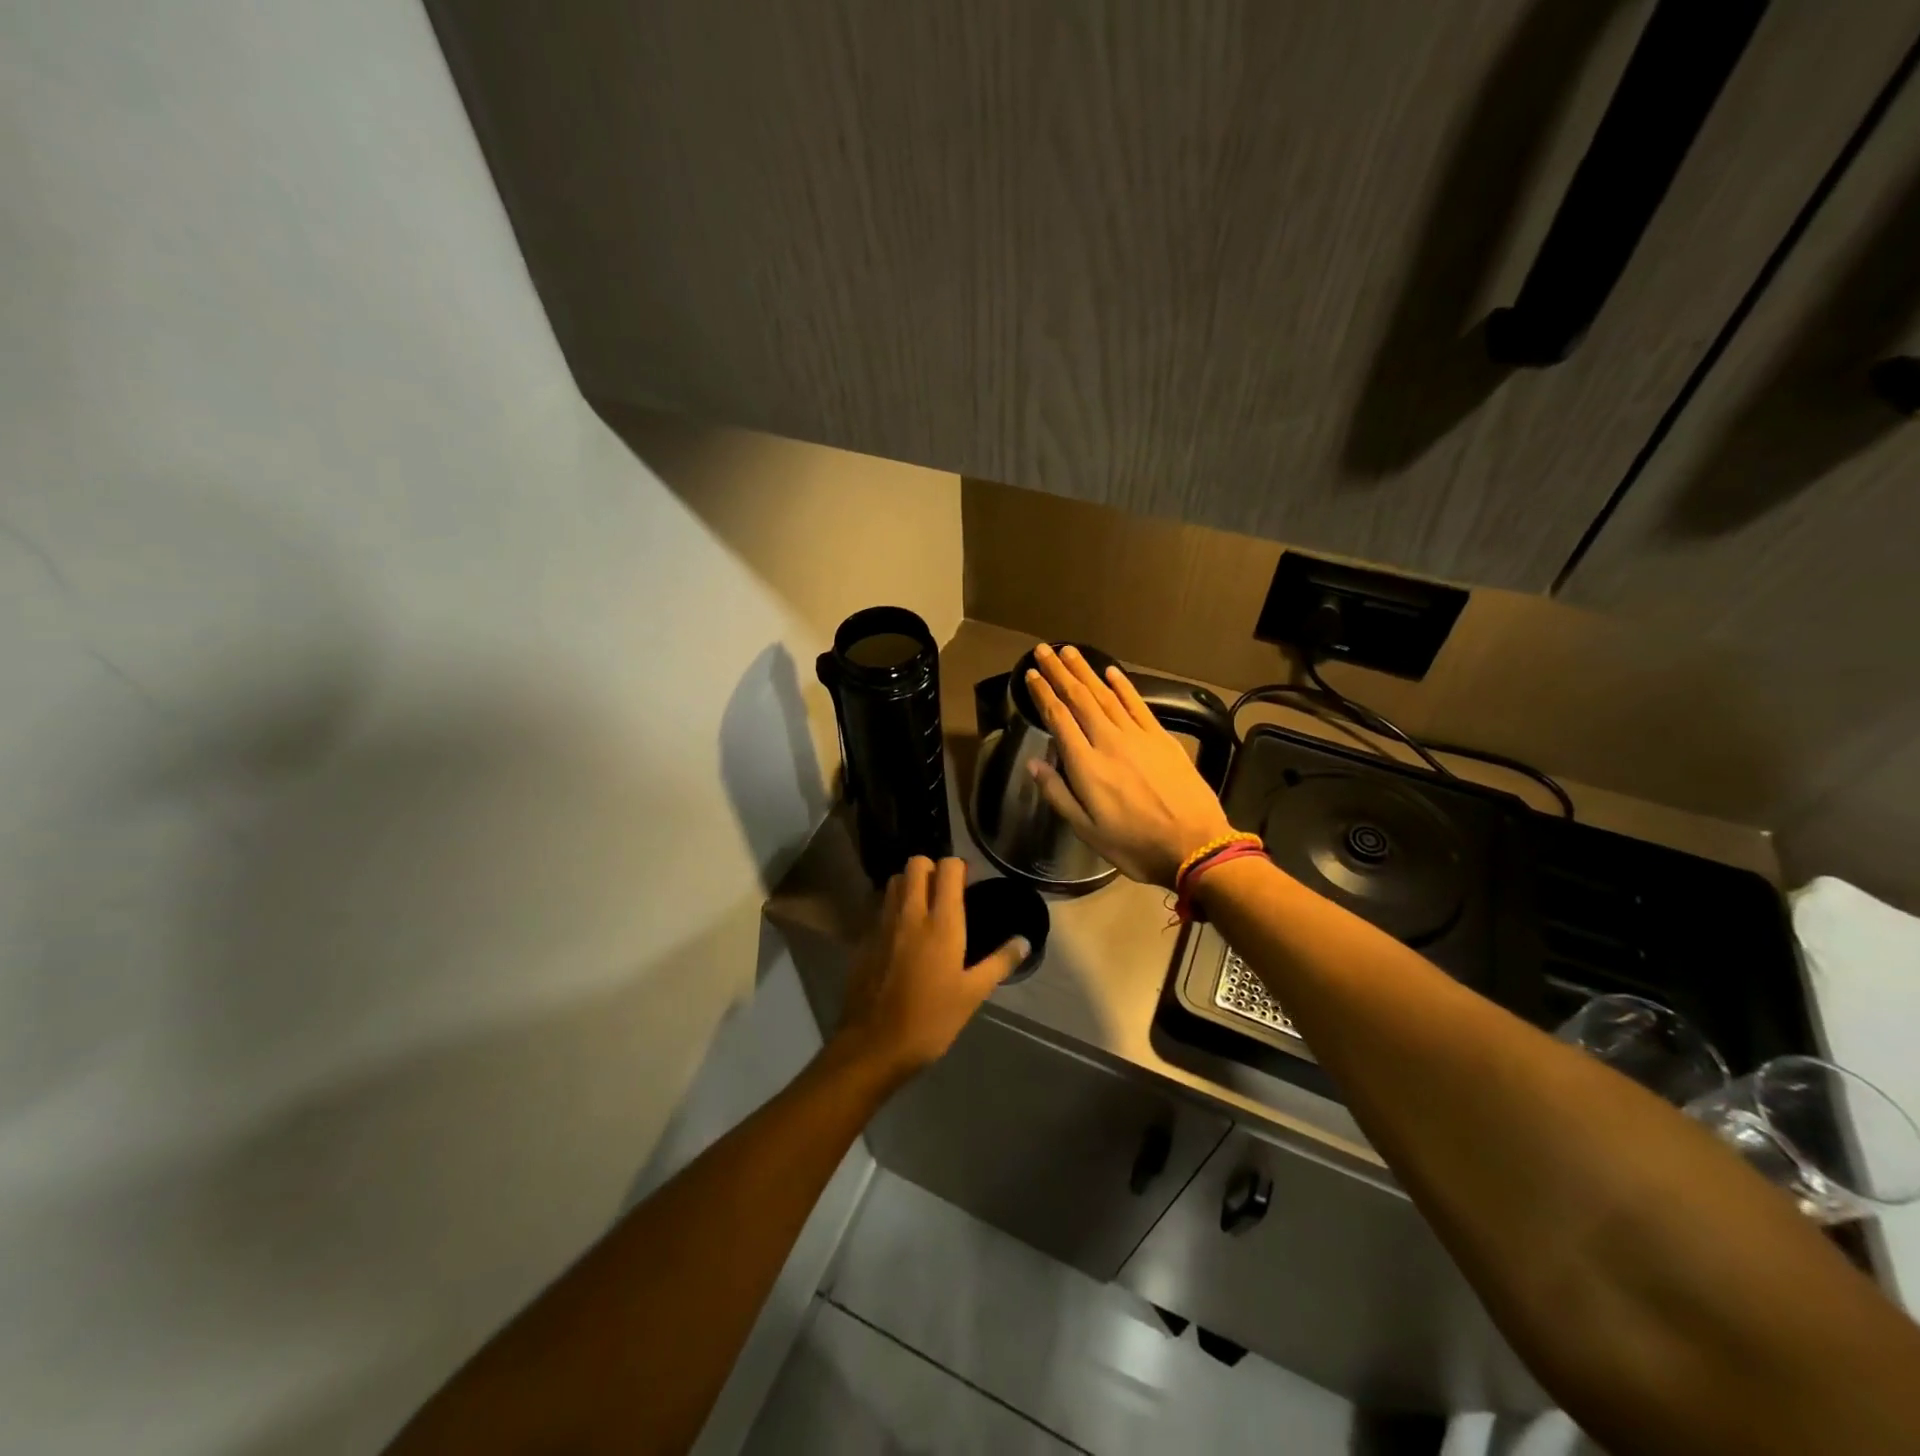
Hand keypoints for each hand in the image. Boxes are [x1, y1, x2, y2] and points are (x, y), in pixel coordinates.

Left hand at [833, 856, 1028, 1083]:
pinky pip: (880, 907)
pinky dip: (893, 908)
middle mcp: (910, 914)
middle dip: (932, 869)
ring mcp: (882, 924)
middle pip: (916, 864)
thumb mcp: (973, 995)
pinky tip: (902, 935)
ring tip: (924, 908)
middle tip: (945, 893)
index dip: (959, 868)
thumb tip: (1024, 942)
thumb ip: (999, 963)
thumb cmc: (931, 1020)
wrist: (874, 1045)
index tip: (969, 884)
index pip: (948, 868)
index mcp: (941, 923)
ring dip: (910, 884)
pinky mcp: (864, 939)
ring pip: (894, 881)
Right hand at [1024, 644, 1235, 887]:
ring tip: (1069, 652)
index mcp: (1086, 766)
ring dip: (1086, 671)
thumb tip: (1033, 764)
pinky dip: (1123, 685)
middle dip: (1059, 673)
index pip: (1059, 719)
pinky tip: (1111, 671)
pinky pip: (1138, 704)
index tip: (1030, 674)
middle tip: (1043, 650)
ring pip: (1106, 695)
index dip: (1043, 694)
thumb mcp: (1086, 830)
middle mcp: (1109, 742)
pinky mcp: (1162, 738)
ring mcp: (1138, 736)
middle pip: (1080, 699)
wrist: (1195, 845)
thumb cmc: (1134, 844)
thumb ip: (1058, 794)